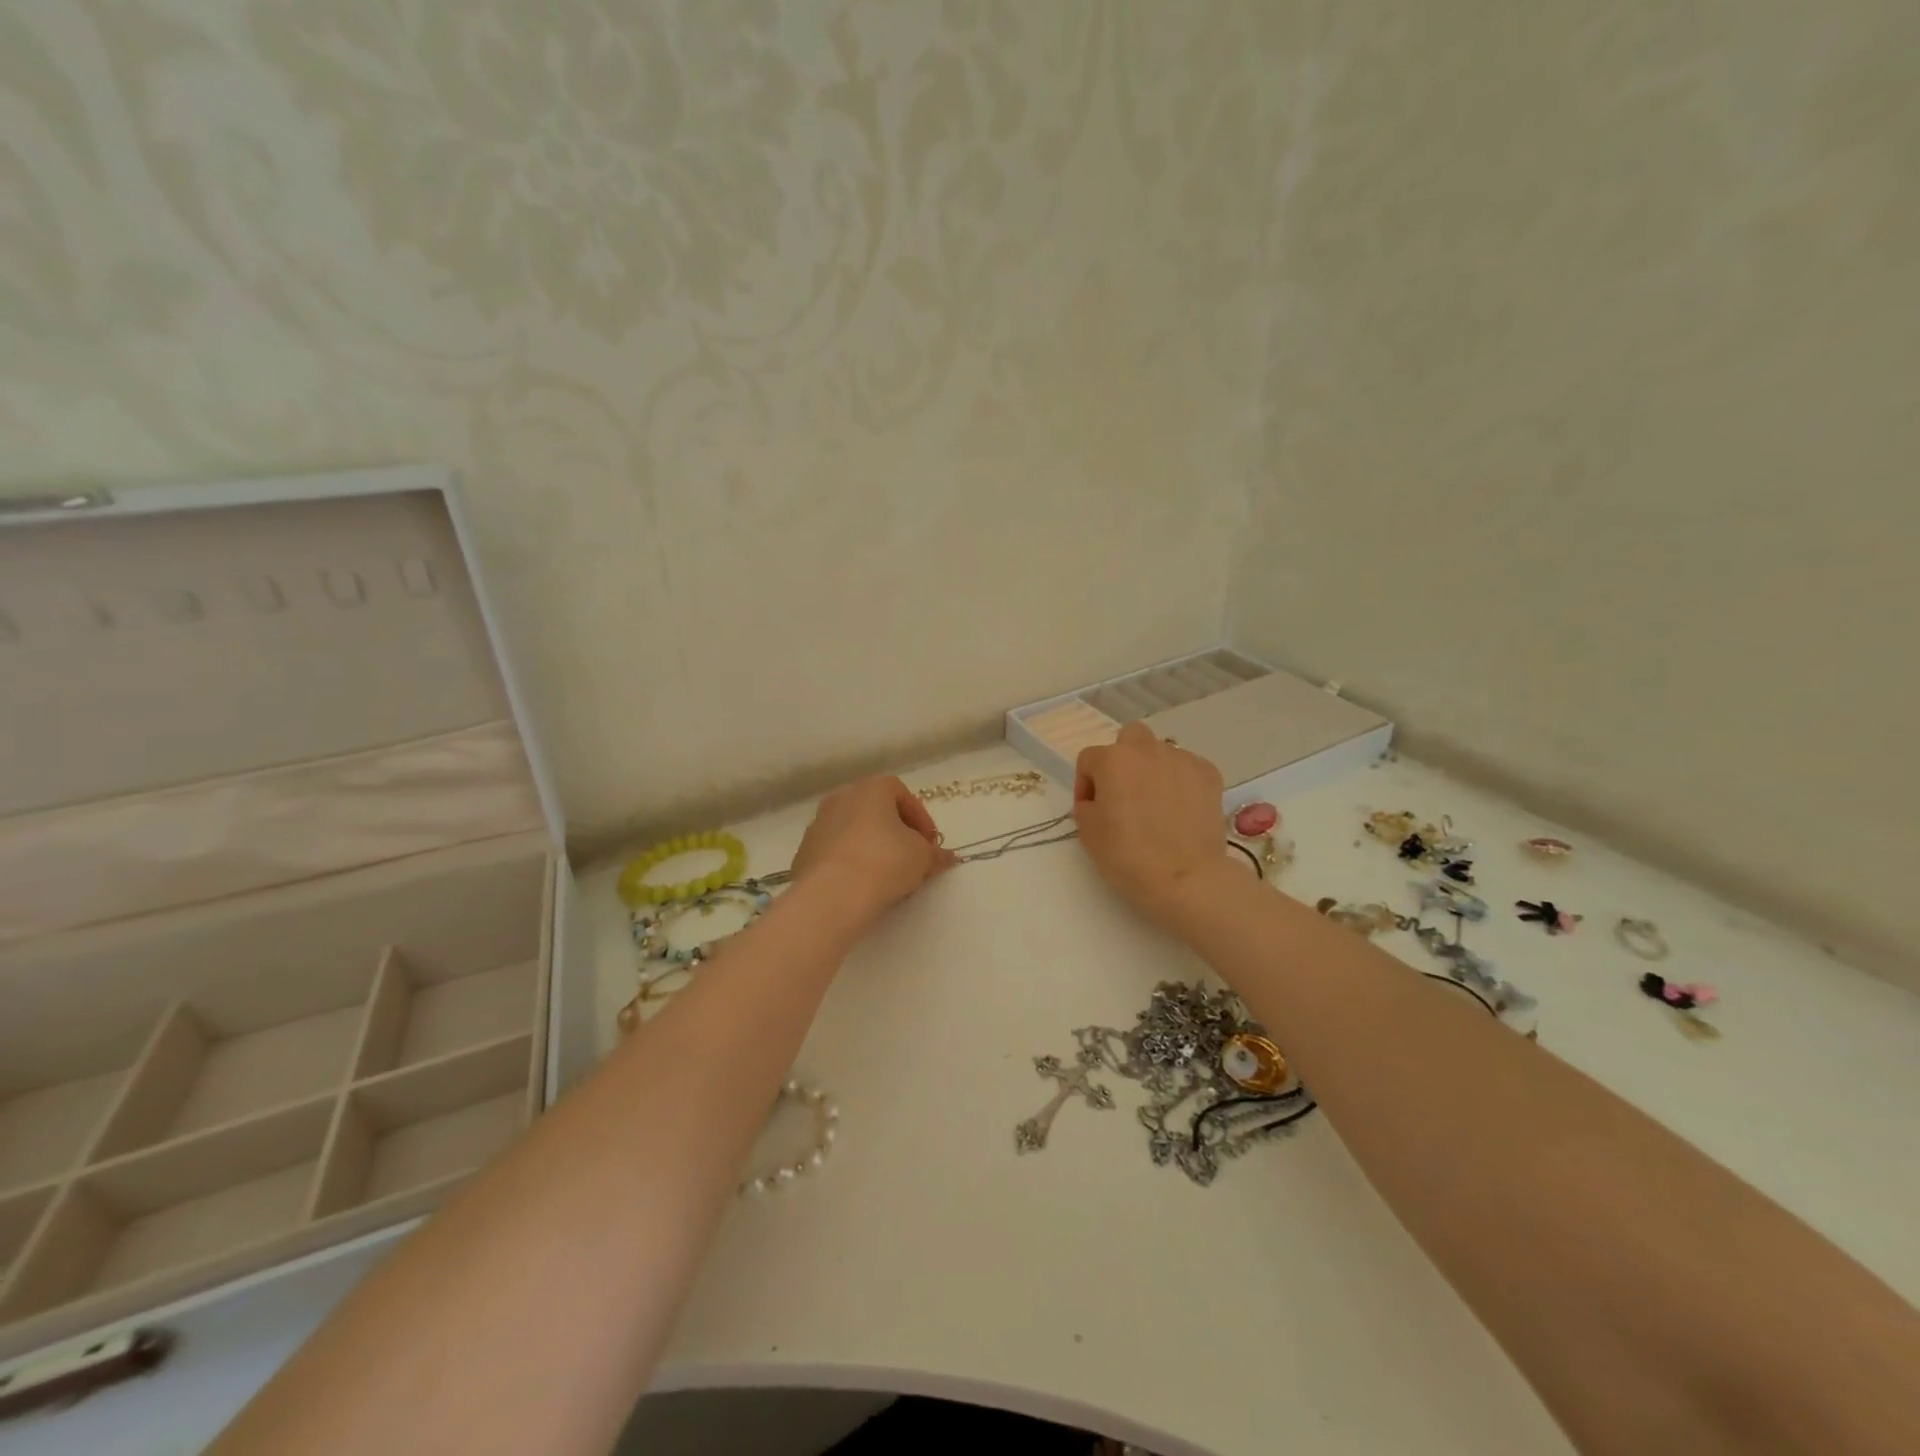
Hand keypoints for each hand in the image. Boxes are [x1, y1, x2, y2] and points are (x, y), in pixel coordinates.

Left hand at [791, 775, 956, 922]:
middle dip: (895, 832)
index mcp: (871, 789)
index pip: (901, 793)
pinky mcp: (803, 853)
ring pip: (852, 831)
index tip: (929, 844)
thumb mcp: (922, 858)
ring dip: (871, 847)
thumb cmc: (885, 862)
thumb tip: (946, 857)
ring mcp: (817, 825)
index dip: (920, 818)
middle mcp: (841, 799)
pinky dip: (849, 862)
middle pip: (874, 810)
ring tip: (886, 876)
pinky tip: (860, 885)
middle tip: (910, 857)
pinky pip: (834, 852)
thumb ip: (935, 854)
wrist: (832, 895)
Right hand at [1073, 722, 1228, 927]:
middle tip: (1125, 793)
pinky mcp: (1209, 774)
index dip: (1086, 785)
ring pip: (1160, 752)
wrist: (1185, 878)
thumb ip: (1087, 804)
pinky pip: (1187, 768)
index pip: (1089, 760)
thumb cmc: (1128, 856)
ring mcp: (1182, 759)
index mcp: (1112, 760)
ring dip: (1153, 770)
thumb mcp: (1088, 832)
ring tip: (1157, 804)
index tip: (1091, 810)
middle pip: (1129, 738)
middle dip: (1123, 759)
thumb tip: (1100, 799)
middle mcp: (1147, 750)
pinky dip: (1180, 782)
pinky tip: (1181, 809)